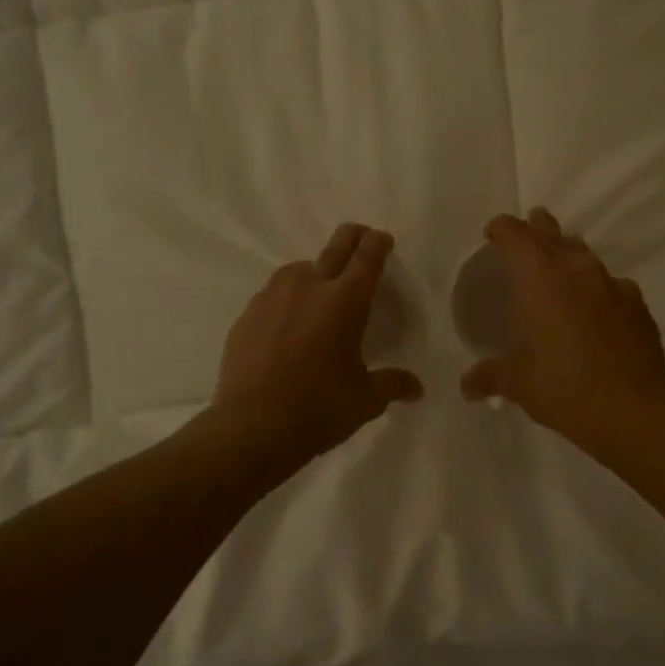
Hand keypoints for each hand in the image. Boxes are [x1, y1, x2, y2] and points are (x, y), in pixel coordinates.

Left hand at [210, 224, 423, 477]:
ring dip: (316, 270)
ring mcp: (272, 298)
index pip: (367, 256)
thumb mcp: (365, 400)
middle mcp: (308, 288)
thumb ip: (392, 385)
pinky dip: (287, 298)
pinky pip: (273, 294)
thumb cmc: (319, 410)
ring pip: (299, 268)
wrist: (252, 428)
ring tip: (321, 290)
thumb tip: (417, 388)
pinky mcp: (247, 315)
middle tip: (362, 239)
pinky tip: (288, 322)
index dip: (378, 242)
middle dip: (353, 237)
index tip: (383, 240)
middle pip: (336, 246)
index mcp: (345, 302)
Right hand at [460, 209, 664, 449]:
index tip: (493, 234)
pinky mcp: (637, 304)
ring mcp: (612, 284)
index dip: (502, 229)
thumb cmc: (563, 387)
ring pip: (585, 255)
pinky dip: (598, 290)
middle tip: (529, 233)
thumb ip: (491, 376)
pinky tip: (597, 311)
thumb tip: (467, 386)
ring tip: (560, 273)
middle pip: (552, 233)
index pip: (515, 235)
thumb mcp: (519, 383)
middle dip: (538, 228)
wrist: (633, 408)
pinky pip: (612, 285)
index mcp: (538, 278)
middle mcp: (575, 270)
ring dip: (569, 257)